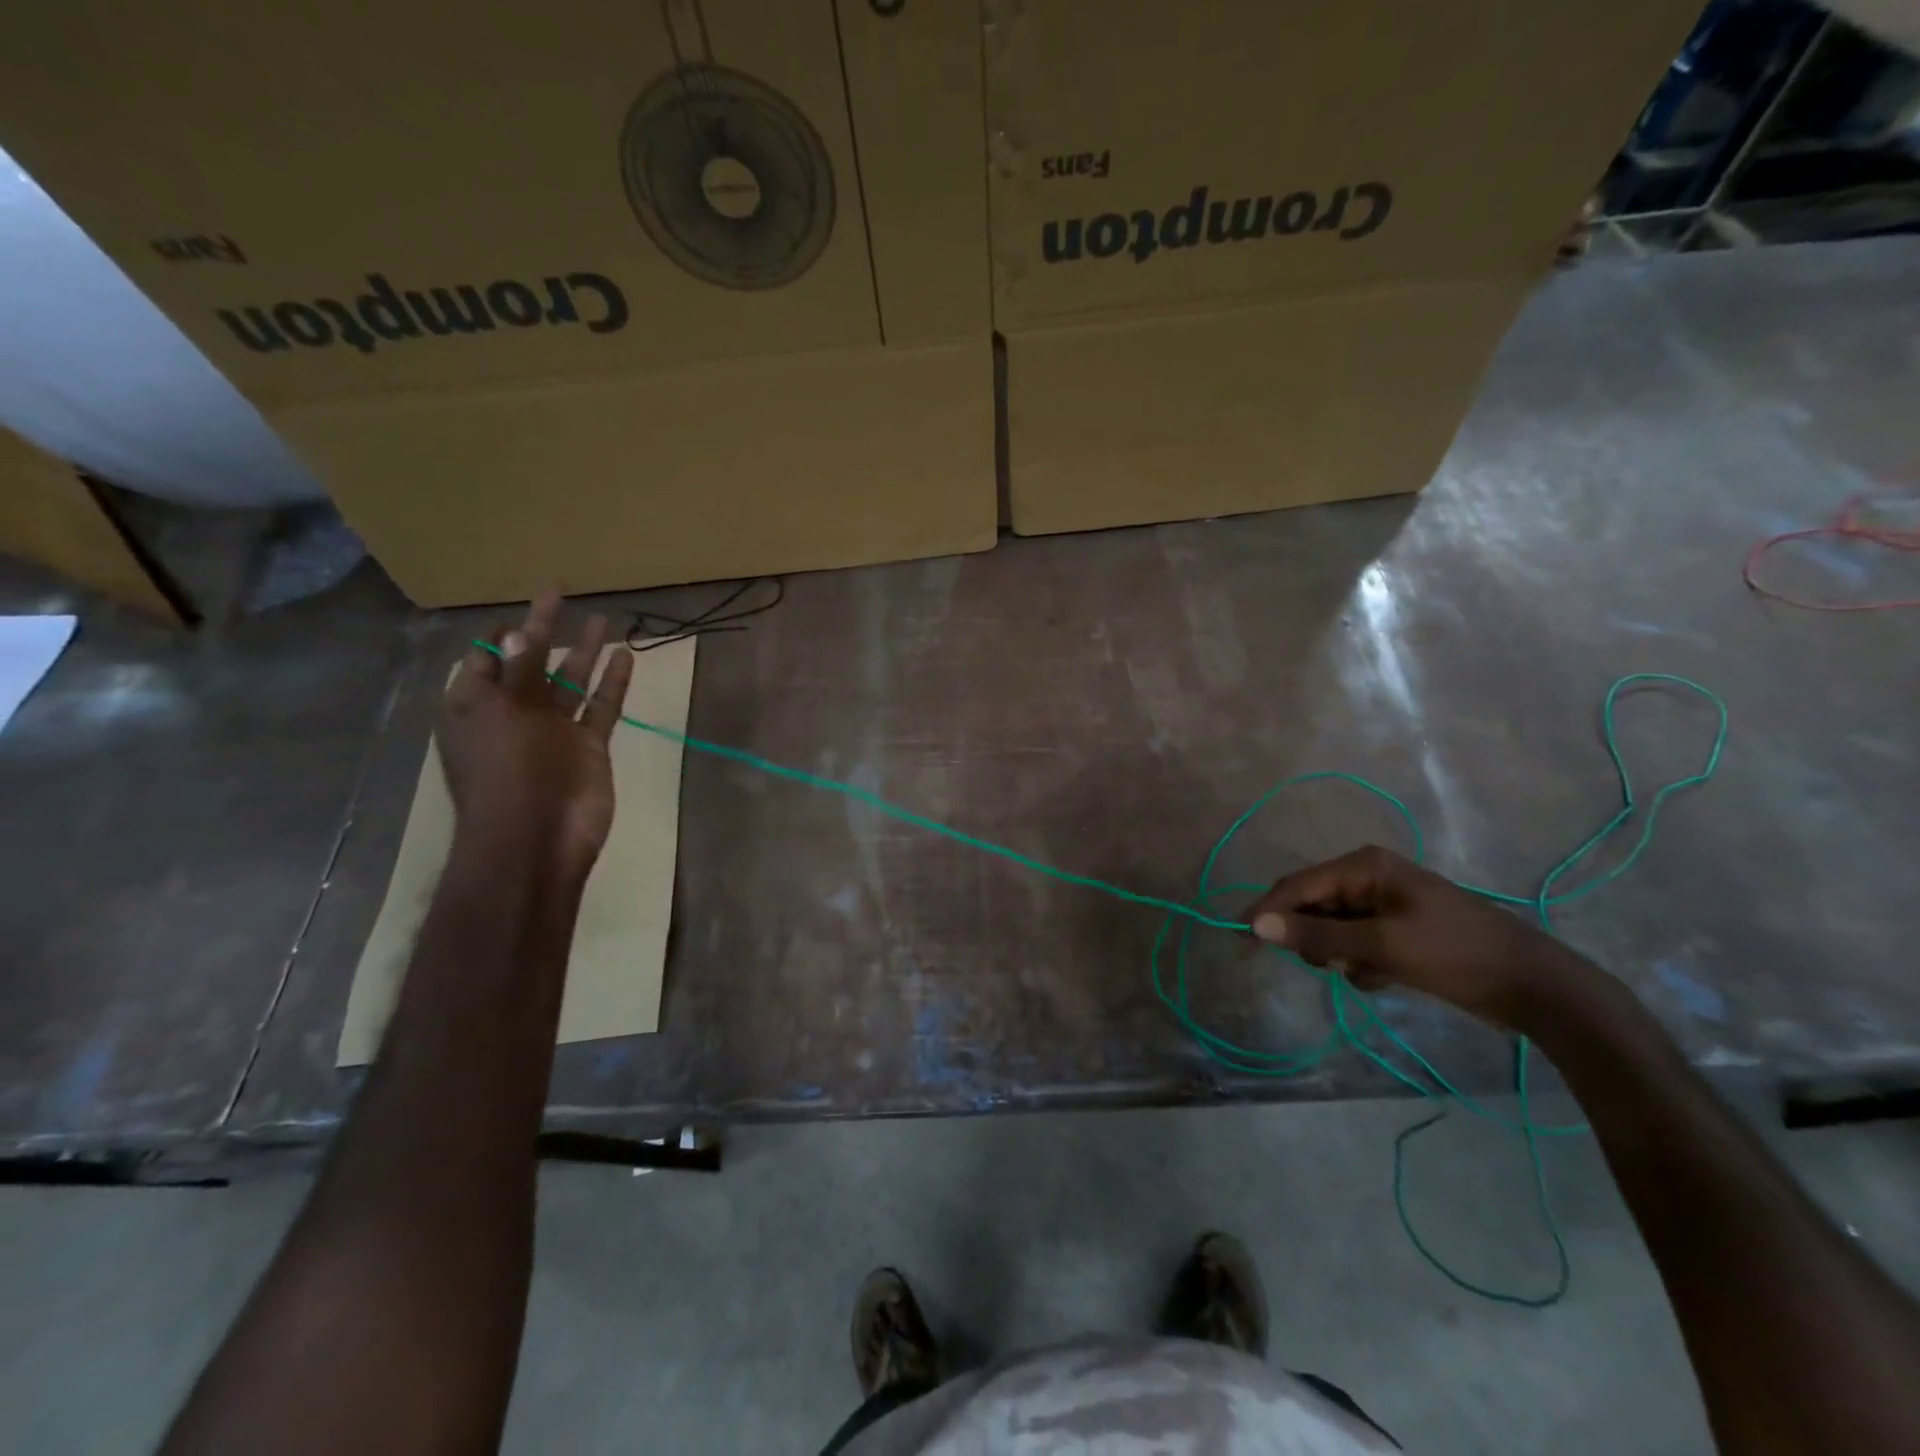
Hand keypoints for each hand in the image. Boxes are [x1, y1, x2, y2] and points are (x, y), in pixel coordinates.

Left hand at [439, 591, 633, 885]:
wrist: (537, 839)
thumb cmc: (507, 773)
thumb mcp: (502, 714)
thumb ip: (516, 671)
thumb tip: (517, 631)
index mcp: (477, 706)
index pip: (485, 657)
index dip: (502, 630)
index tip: (525, 604)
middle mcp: (513, 713)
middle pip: (530, 662)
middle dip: (544, 629)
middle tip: (561, 593)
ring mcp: (553, 731)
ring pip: (570, 682)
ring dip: (584, 651)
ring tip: (602, 619)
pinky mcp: (588, 747)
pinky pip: (601, 708)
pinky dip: (613, 685)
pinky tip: (626, 658)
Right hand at [1246, 845, 1587, 1026]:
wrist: (1534, 986)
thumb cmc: (1454, 955)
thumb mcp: (1381, 946)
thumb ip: (1316, 934)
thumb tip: (1257, 924)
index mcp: (1364, 866)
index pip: (1296, 886)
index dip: (1265, 912)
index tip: (1239, 942)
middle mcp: (1369, 876)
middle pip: (1311, 904)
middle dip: (1310, 936)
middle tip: (1321, 965)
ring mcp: (1384, 903)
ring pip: (1331, 927)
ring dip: (1337, 953)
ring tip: (1366, 971)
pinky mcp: (1398, 929)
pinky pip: (1355, 942)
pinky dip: (1360, 963)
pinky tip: (1385, 977)